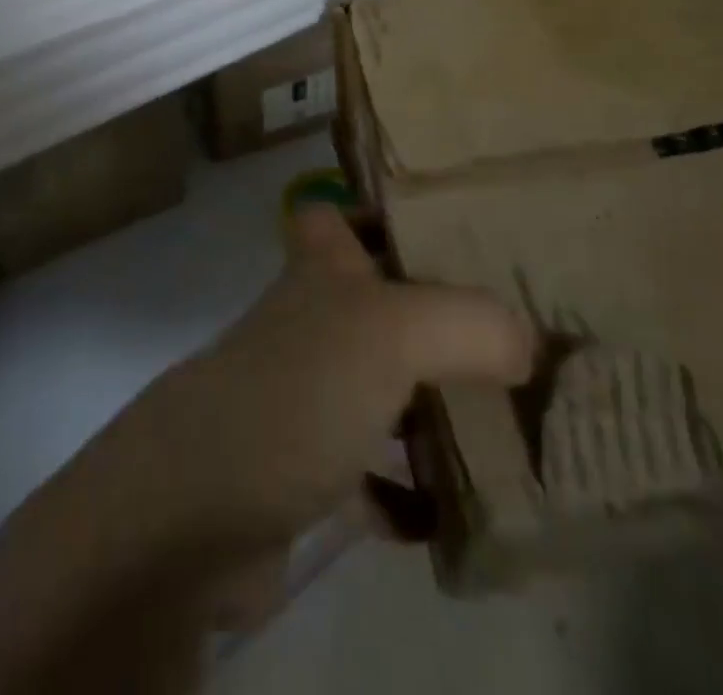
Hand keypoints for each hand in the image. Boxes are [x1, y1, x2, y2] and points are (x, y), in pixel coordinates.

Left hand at [92, 204, 533, 564]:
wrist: (195, 512)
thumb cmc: (295, 390)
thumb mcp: (391, 331)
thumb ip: (470, 322)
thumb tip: (527, 342)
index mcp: (323, 272)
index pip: (336, 214)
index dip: (380, 209)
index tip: (449, 226)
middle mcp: (312, 324)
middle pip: (375, 302)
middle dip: (437, 316)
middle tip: (512, 335)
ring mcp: (305, 397)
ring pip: (382, 386)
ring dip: (434, 406)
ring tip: (510, 423)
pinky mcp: (304, 472)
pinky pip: (374, 474)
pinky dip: (411, 490)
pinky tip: (454, 510)